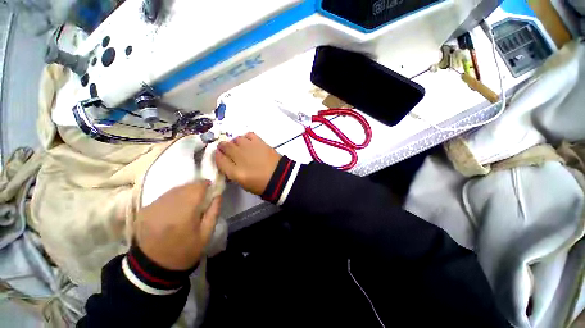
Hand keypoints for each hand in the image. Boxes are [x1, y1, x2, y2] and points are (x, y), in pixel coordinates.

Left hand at [134, 181, 220, 270]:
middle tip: (202, 194)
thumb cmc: (185, 251)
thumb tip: (218, 194)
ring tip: (189, 200)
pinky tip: (175, 207)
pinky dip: (172, 197)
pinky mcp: (144, 210)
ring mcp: (153, 207)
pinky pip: (163, 196)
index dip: (205, 184)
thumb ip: (214, 211)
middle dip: (196, 187)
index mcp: (184, 214)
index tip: (211, 186)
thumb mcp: (206, 234)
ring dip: (184, 191)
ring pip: (173, 190)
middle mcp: (167, 207)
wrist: (153, 267)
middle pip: (185, 187)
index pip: (197, 188)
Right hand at [215, 132, 280, 194]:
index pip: (218, 159)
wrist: (279, 177)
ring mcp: (250, 148)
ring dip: (235, 143)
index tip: (219, 155)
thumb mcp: (242, 183)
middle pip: (224, 146)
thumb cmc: (261, 184)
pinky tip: (249, 143)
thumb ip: (231, 171)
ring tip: (240, 148)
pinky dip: (246, 137)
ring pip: (235, 139)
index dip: (217, 156)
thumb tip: (224, 159)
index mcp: (235, 172)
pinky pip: (248, 134)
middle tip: (228, 151)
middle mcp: (239, 157)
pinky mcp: (259, 142)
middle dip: (223, 147)